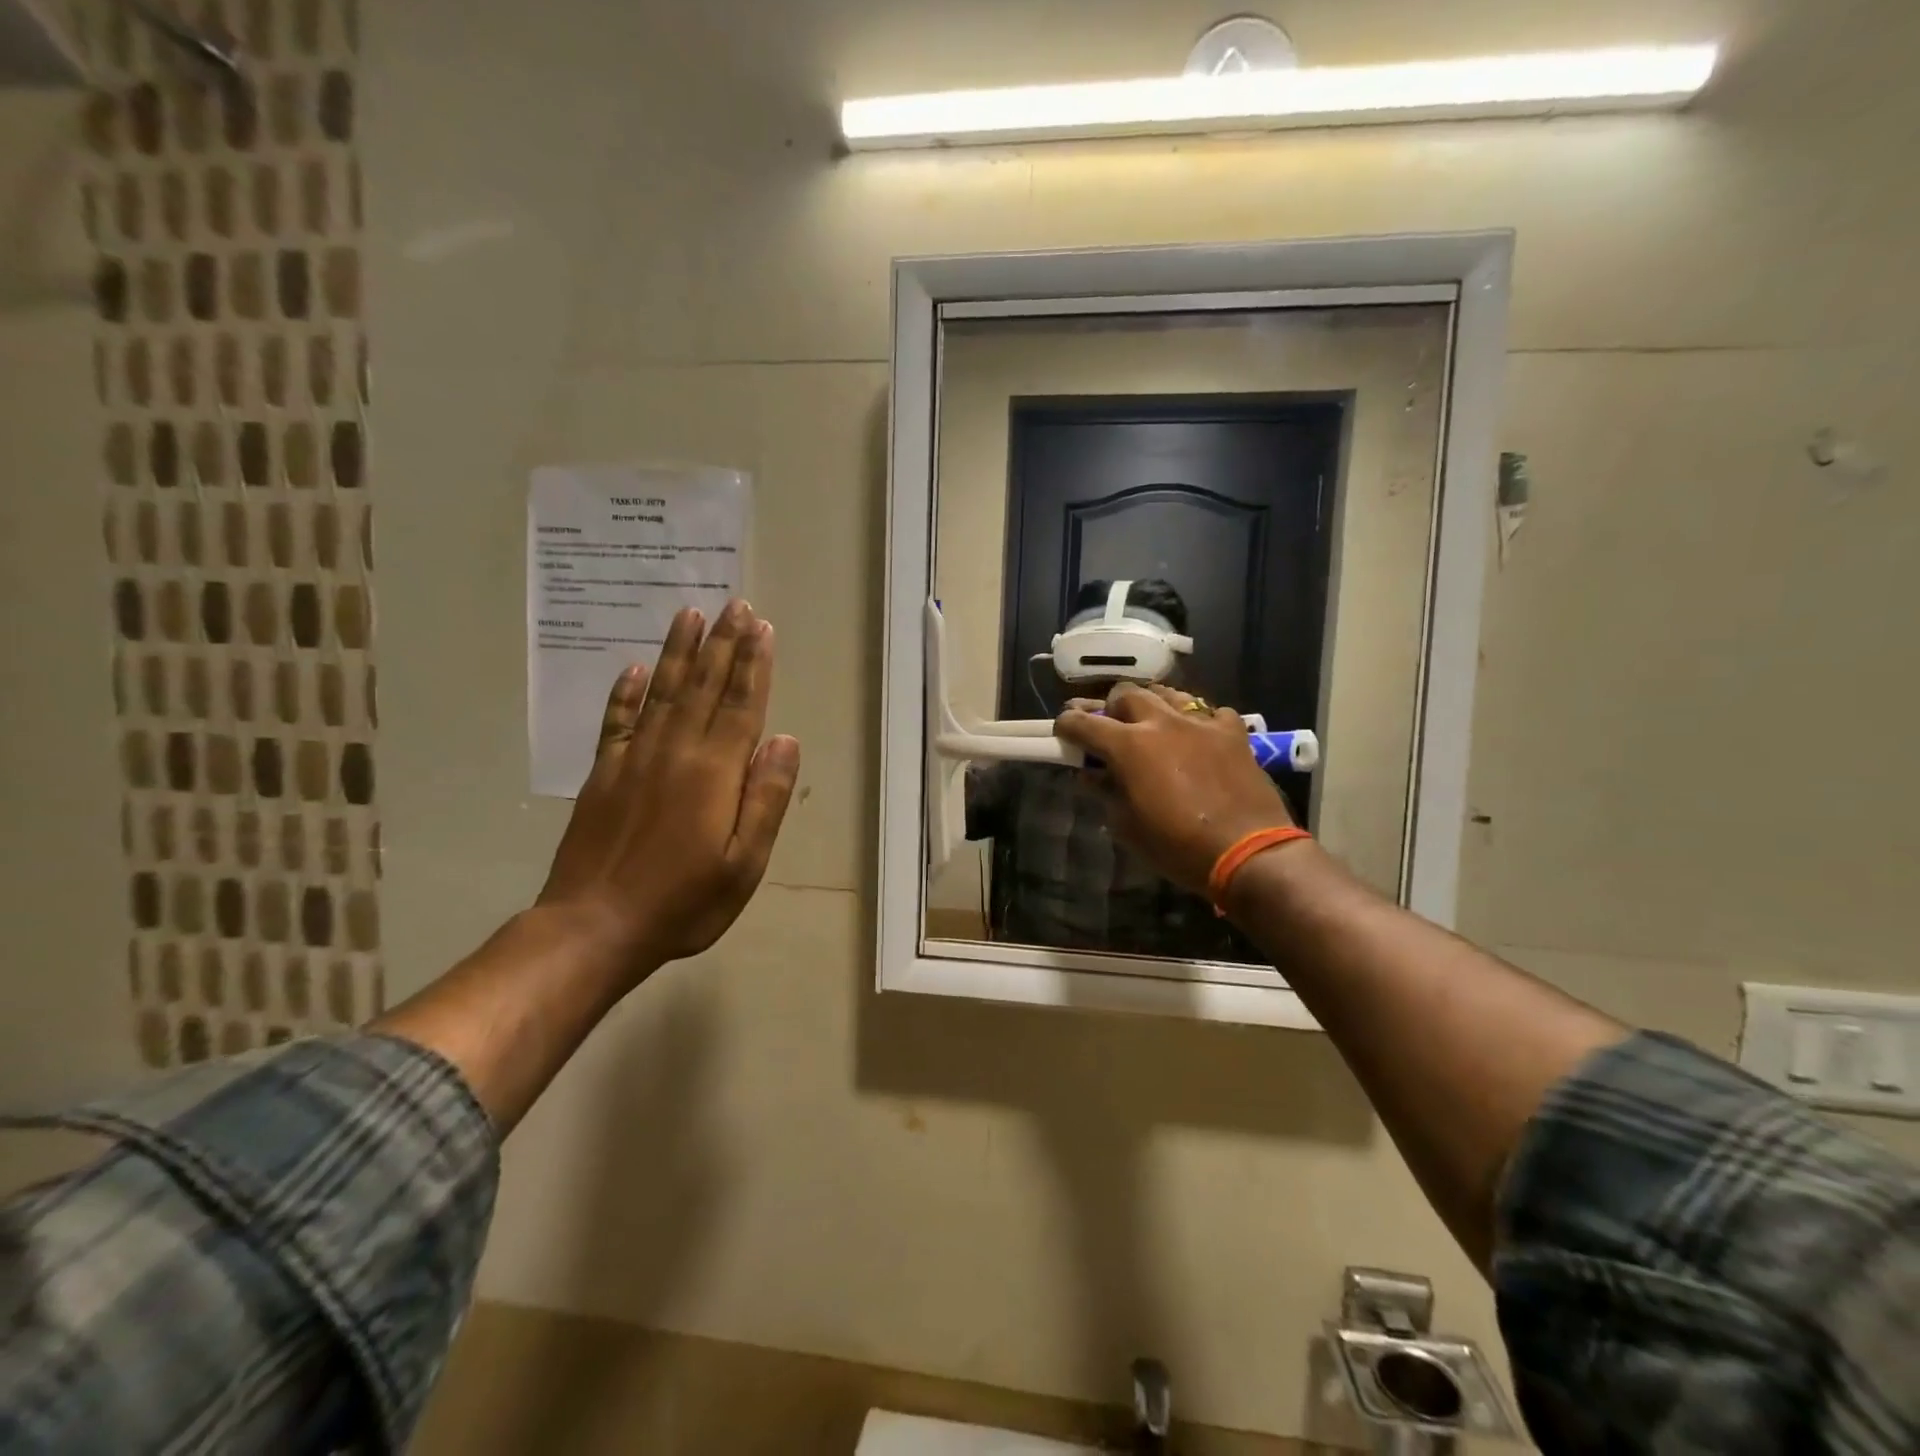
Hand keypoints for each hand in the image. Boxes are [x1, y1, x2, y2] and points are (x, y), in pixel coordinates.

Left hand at [538, 599, 800, 982]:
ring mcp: (634, 759)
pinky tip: (635, 669)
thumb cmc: (684, 902)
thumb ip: (766, 798)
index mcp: (714, 772)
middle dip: (722, 644)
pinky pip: (617, 721)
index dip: (753, 664)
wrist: (594, 927)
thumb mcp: (745, 863)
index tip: (761, 627)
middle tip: (734, 605)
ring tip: (690, 615)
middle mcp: (675, 752)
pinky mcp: (603, 774)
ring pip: (662, 692)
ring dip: (679, 652)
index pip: (741, 705)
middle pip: (704, 686)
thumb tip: (786, 740)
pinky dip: (626, 692)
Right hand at [1055, 684, 1292, 893]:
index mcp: (1128, 745)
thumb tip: (1091, 774)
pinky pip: (1209, 711)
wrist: (1248, 852)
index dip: (1067, 725)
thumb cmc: (1177, 846)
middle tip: (1109, 728)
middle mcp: (1161, 722)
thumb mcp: (1127, 826)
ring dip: (1151, 705)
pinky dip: (1196, 719)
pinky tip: (1196, 736)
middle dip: (1110, 708)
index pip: (1083, 722)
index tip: (1063, 733)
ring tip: (1149, 722)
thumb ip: (1105, 792)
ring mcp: (1201, 722)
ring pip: (1167, 693)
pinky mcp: (1233, 732)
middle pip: (1125, 694)